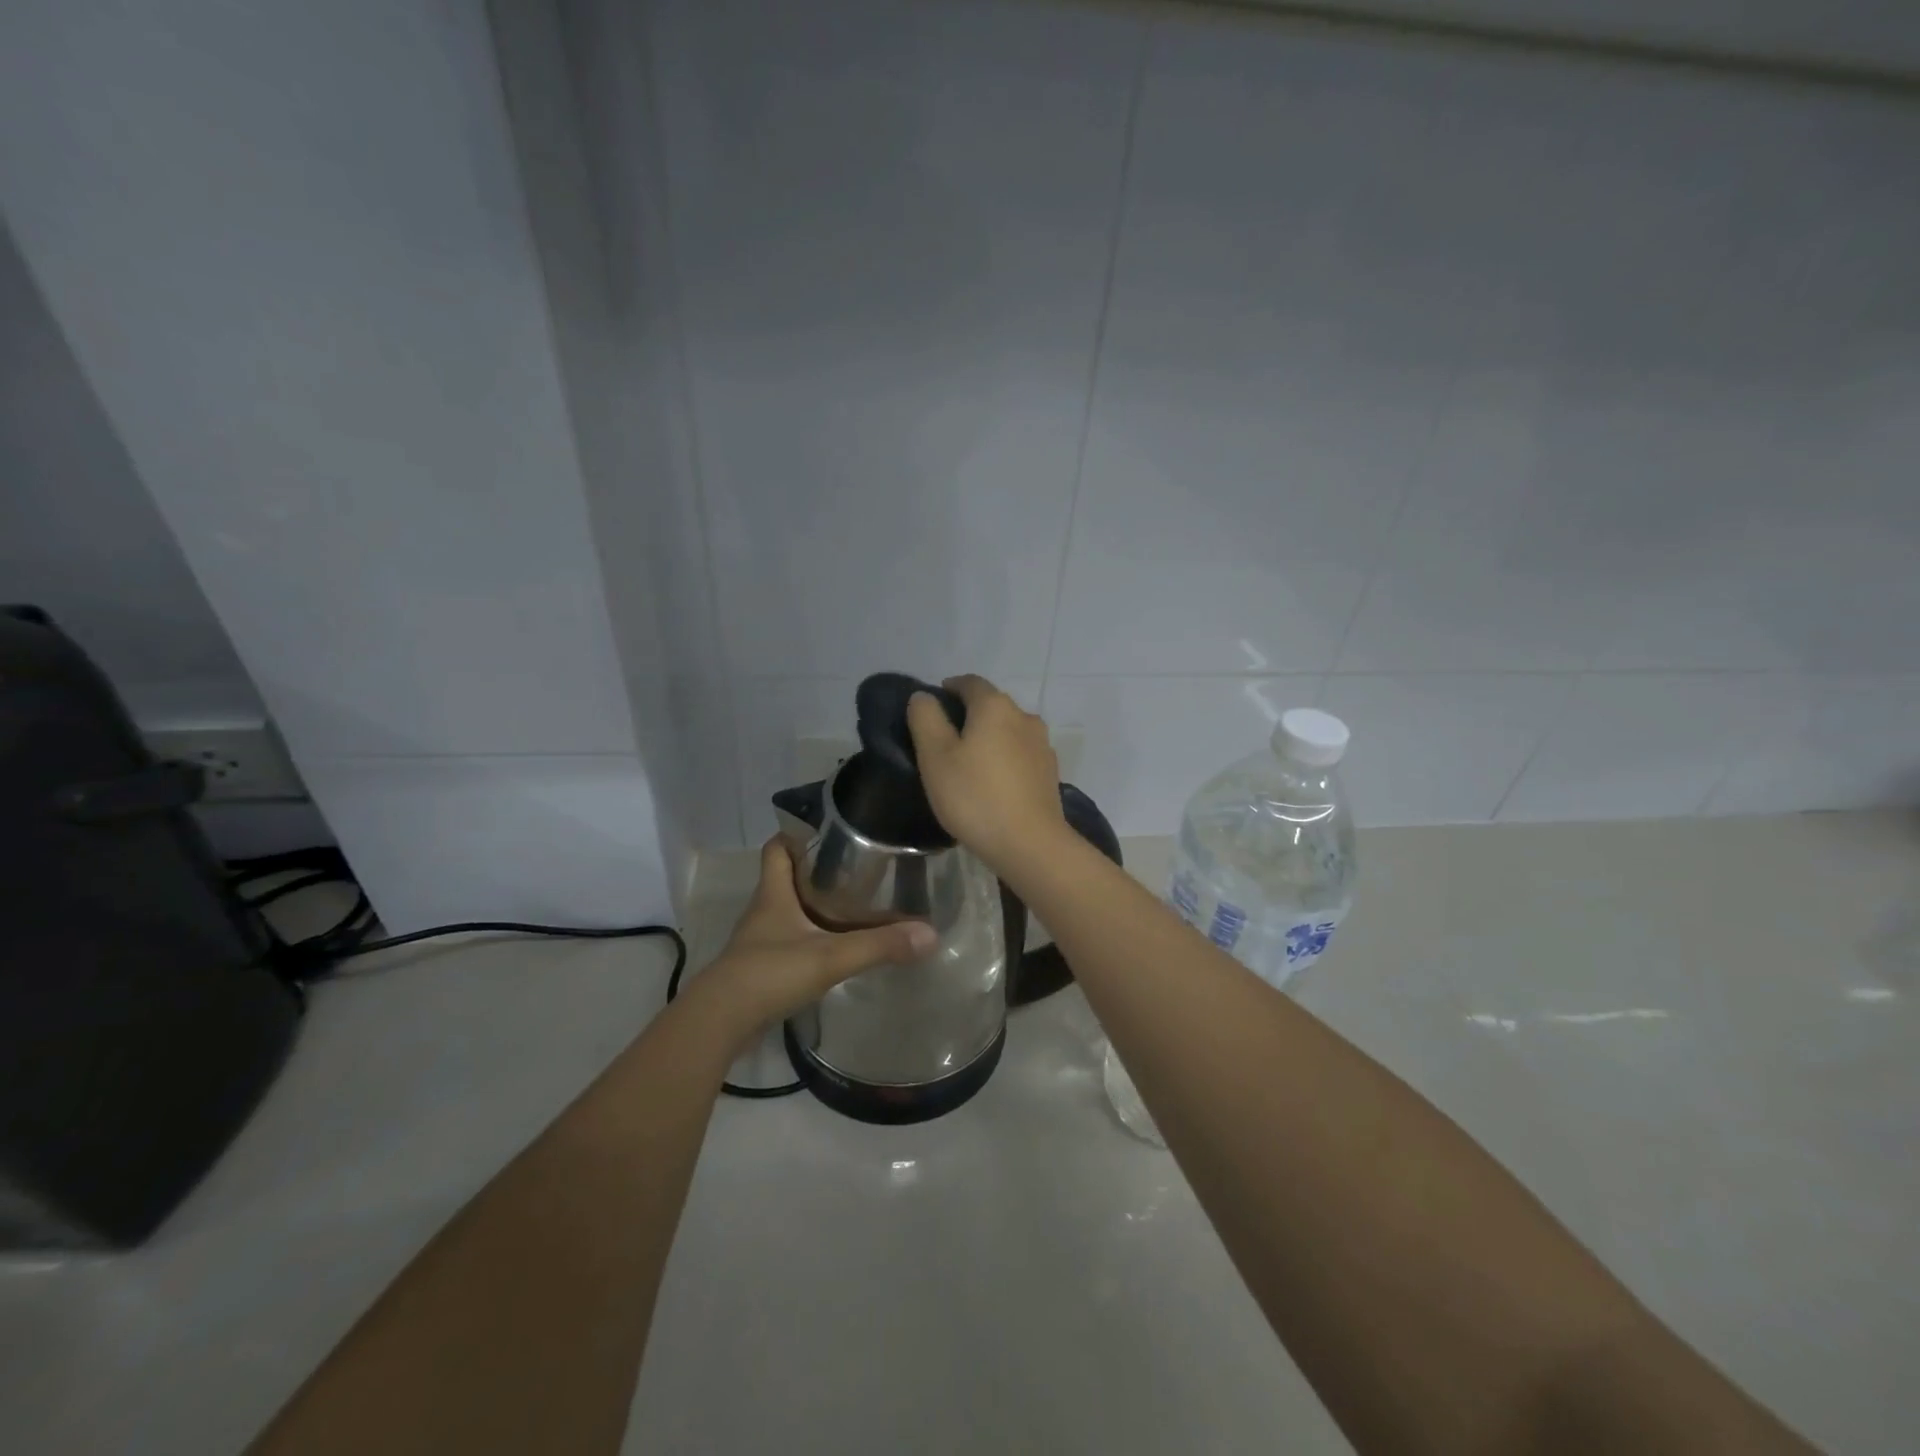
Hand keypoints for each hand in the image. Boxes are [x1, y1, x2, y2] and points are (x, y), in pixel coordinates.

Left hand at [693, 838, 935, 1038]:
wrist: (720, 1023)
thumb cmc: (769, 973)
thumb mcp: (830, 957)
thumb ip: (878, 945)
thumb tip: (929, 934)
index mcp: (773, 894)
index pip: (777, 849)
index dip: (797, 835)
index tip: (829, 831)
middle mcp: (764, 911)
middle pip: (787, 878)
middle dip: (817, 870)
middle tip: (857, 868)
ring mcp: (760, 942)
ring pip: (789, 912)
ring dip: (815, 907)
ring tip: (854, 906)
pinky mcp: (761, 969)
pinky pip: (789, 943)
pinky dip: (810, 939)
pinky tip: (835, 948)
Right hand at [906, 674, 1068, 874]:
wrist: (1029, 844)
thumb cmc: (974, 796)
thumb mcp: (935, 757)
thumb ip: (925, 719)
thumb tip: (924, 697)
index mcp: (995, 706)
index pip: (970, 682)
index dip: (949, 689)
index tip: (932, 707)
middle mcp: (1024, 716)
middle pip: (991, 705)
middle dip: (969, 715)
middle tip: (944, 740)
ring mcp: (1042, 744)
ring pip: (1008, 730)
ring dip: (989, 738)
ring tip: (969, 763)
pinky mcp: (1050, 771)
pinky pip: (1021, 753)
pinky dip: (1005, 758)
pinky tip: (993, 782)